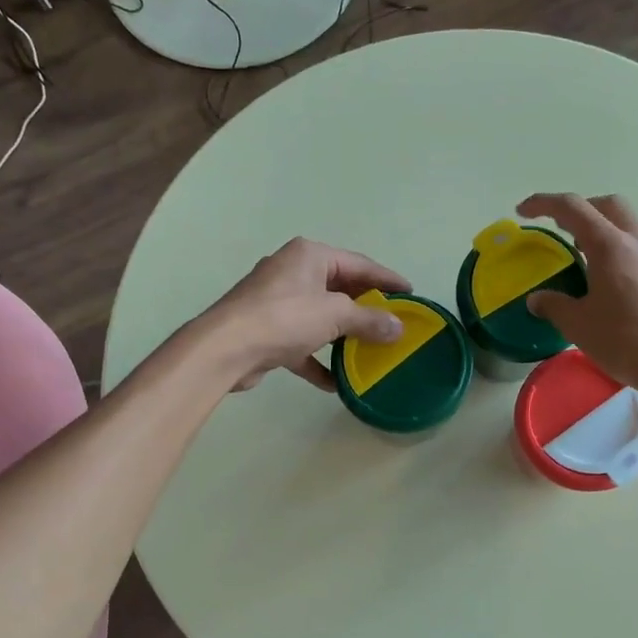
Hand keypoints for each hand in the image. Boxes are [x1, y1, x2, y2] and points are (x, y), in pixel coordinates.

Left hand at [200, 238, 410, 390]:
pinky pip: (301, 343)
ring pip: (321, 316)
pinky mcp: (266, 331)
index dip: (387, 280)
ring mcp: (276, 302)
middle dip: (366, 309)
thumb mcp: (335, 315)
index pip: (359, 264)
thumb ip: (370, 320)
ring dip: (344, 335)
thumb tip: (398, 327)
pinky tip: (335, 382)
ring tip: (370, 351)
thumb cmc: (285, 318)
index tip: (411, 295)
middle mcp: (292, 272)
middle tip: (393, 324)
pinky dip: (318, 359)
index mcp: (310, 255)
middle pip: (340, 289)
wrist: (225, 349)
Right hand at [519, 193, 637, 395]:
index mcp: (611, 246)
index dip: (544, 203)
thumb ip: (555, 306)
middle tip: (560, 230)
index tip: (523, 211)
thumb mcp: (580, 327)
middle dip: (580, 210)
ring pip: (629, 227)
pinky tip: (612, 285)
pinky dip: (620, 253)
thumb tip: (537, 299)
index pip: (573, 208)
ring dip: (603, 232)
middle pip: (608, 206)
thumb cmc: (630, 342)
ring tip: (584, 260)